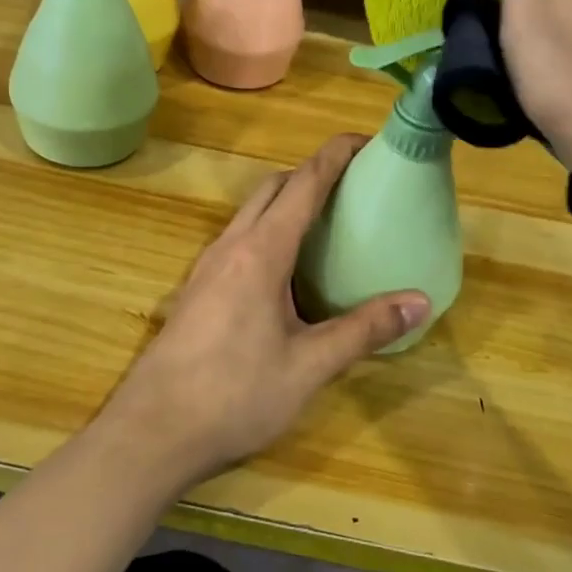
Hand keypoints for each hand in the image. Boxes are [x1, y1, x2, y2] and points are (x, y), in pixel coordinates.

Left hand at [98, 136, 430, 490]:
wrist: (152, 432)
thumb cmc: (234, 396)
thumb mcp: (308, 366)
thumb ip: (363, 330)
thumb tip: (419, 301)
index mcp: (261, 252)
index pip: (302, 184)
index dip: (334, 155)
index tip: (363, 140)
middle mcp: (230, 246)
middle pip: (272, 188)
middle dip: (310, 173)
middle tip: (351, 186)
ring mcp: (207, 267)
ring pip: (250, 213)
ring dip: (285, 201)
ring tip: (325, 223)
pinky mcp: (196, 289)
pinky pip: (238, 239)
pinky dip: (267, 230)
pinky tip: (285, 270)